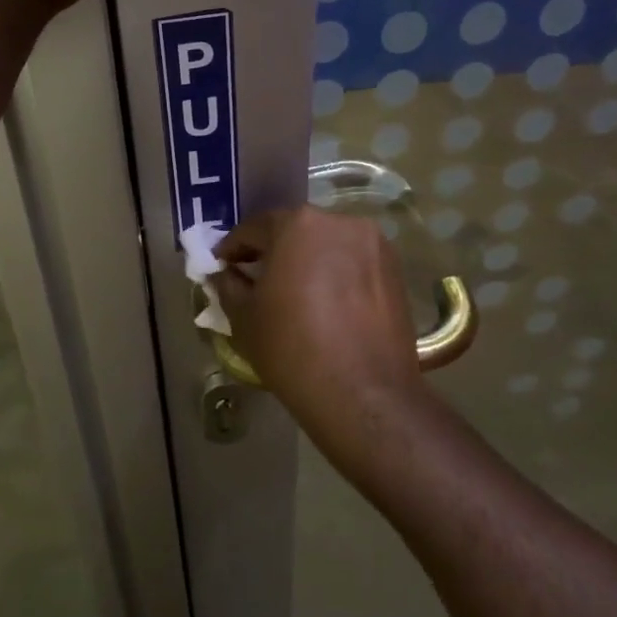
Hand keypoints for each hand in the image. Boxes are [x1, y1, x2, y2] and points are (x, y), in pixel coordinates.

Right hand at [214, 208, 424, 434]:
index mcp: (298, 224)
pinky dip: (334, 274)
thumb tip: (225, 273)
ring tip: (291, 292)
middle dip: (272, 251)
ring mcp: (374, 245)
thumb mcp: (244, 316)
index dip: (232, 248)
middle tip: (254, 278)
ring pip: (327, 246)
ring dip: (305, 261)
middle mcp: (340, 222)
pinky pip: (352, 263)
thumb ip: (228, 284)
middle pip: (295, 231)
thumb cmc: (292, 347)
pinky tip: (323, 303)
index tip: (221, 267)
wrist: (363, 393)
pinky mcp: (395, 270)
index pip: (254, 228)